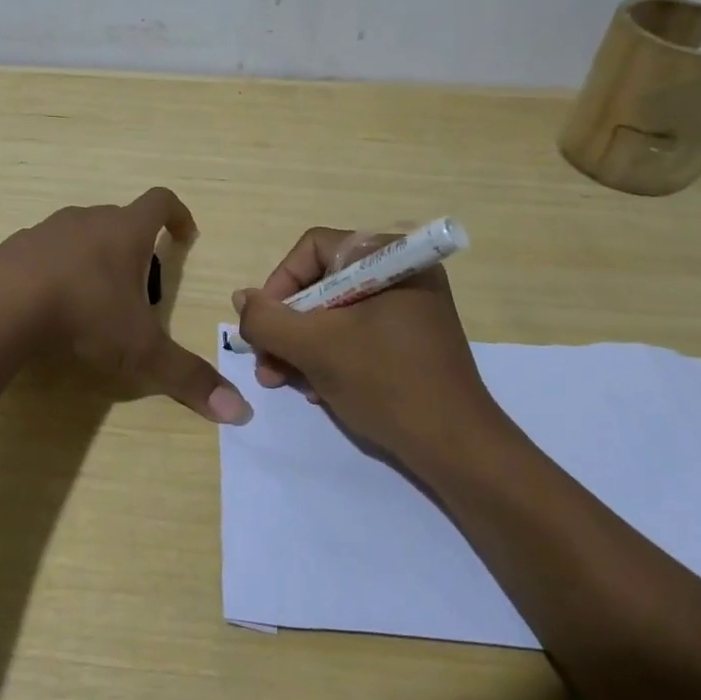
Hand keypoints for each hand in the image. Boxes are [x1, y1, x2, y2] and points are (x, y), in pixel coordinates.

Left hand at [0, 187, 251, 424]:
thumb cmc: (84, 313)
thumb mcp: (140, 351)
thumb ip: (188, 378)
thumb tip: (240, 413)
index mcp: (125, 230)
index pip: (160, 202)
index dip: (178, 215)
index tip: (186, 236)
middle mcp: (87, 220)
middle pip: (119, 220)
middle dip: (134, 247)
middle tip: (139, 288)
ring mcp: (46, 230)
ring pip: (79, 234)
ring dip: (92, 257)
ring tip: (94, 299)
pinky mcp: (12, 248)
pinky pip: (42, 253)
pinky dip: (54, 271)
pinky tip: (48, 306)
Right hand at [231, 226, 507, 467]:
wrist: (458, 450)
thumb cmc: (386, 384)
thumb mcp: (315, 348)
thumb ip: (268, 319)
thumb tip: (242, 299)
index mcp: (390, 257)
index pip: (313, 249)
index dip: (279, 284)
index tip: (263, 327)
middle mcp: (402, 272)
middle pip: (321, 282)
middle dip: (288, 326)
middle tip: (268, 365)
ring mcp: (409, 307)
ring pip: (335, 312)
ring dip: (302, 346)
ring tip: (285, 383)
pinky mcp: (411, 339)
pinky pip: (357, 333)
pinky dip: (330, 356)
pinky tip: (319, 390)